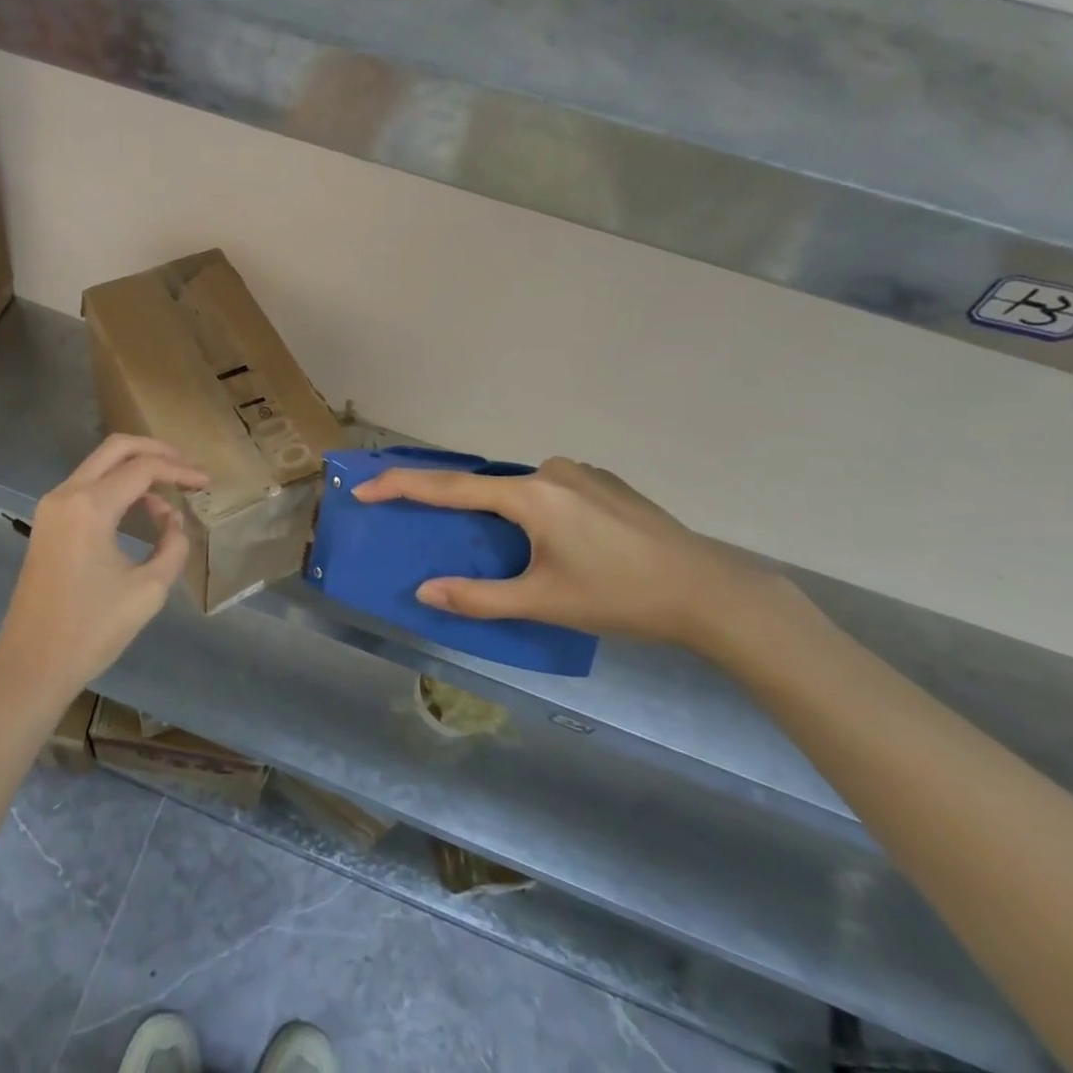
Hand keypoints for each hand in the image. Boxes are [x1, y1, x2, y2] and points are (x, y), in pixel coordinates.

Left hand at [0, 435, 208, 703]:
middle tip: (187, 467)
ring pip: (100, 464)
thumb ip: (172, 545)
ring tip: (171, 489)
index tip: (207, 483)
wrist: (31, 666)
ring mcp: (51, 506)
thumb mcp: (148, 590)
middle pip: (116, 448)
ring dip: (136, 467)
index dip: (180, 472)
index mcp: (90, 507)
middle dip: (156, 451)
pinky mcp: (47, 522)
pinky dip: (117, 484)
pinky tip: (142, 506)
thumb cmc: (92, 631)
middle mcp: (66, 495)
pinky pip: (87, 485)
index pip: (143, 469)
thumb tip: (173, 520)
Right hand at [353, 457, 789, 648]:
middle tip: (438, 530)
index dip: (401, 486)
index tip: (364, 488)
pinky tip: (559, 543)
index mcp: (530, 495)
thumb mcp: (543, 603)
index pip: (449, 486)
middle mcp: (550, 470)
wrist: (708, 590)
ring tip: (515, 553)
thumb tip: (425, 591)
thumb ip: (478, 597)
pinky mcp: (605, 482)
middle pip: (486, 485)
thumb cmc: (619, 597)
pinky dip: (535, 509)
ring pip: (521, 489)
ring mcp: (581, 472)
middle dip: (457, 505)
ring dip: (502, 512)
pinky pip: (551, 489)